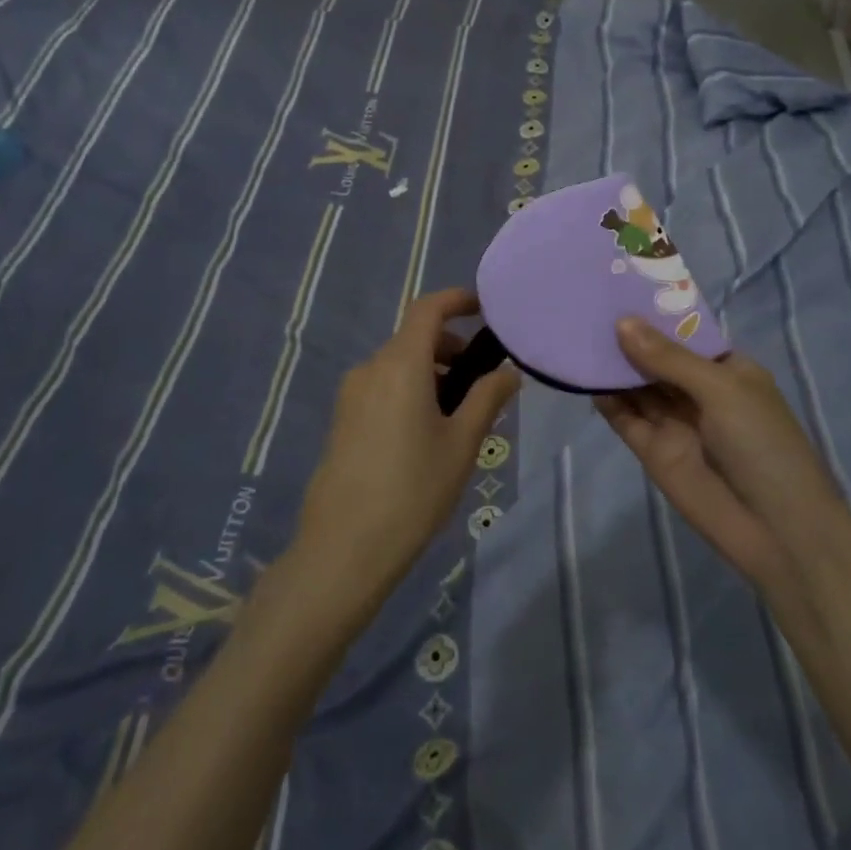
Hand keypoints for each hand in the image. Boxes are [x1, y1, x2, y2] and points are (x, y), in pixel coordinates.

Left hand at [290, 289, 520, 617]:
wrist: (343, 549)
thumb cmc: (414, 489)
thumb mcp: (462, 443)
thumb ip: (488, 398)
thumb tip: (508, 371)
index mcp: (401, 364)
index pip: (428, 309)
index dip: (457, 300)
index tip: (484, 309)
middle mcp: (371, 368)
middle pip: (414, 337)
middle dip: (450, 347)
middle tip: (481, 382)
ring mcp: (351, 394)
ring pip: (398, 365)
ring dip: (431, 373)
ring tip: (458, 417)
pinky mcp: (342, 420)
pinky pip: (382, 387)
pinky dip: (410, 391)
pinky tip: (426, 435)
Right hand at [595, 317, 842, 592]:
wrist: (776, 530)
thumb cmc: (762, 444)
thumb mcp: (721, 389)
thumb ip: (668, 358)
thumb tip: (621, 322)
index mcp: (726, 369)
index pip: (683, 333)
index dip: (654, 313)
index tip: (617, 286)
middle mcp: (698, 391)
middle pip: (655, 358)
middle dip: (627, 336)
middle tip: (585, 304)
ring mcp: (674, 421)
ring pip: (636, 385)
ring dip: (611, 364)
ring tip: (575, 333)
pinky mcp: (653, 450)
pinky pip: (625, 418)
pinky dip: (605, 400)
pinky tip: (582, 376)